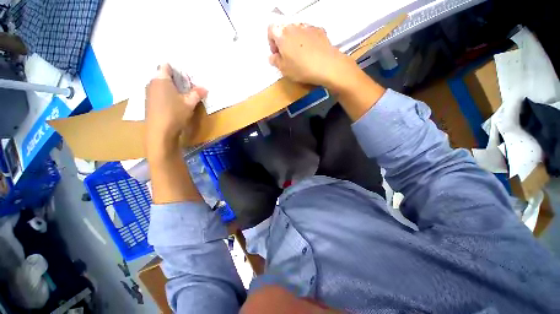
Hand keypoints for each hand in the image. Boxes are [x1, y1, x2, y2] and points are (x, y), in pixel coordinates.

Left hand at [145, 64, 206, 158]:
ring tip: (183, 92)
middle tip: (188, 83)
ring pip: (160, 84)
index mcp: (161, 79)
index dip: (176, 68)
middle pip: (162, 75)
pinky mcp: (149, 103)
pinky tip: (174, 101)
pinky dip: (166, 94)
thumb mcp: (189, 103)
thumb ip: (196, 94)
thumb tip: (204, 88)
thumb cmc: (174, 113)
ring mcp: (149, 93)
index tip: (186, 73)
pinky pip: (158, 93)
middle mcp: (152, 83)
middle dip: (175, 78)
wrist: (160, 132)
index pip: (166, 66)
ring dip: (171, 87)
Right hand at [267, 23, 357, 89]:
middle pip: (284, 30)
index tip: (276, 54)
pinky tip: (311, 52)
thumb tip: (272, 57)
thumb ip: (275, 61)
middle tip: (287, 56)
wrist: (326, 65)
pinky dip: (307, 40)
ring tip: (300, 55)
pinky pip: (309, 33)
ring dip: (295, 41)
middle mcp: (294, 26)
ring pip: (297, 31)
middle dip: (283, 42)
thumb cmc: (301, 68)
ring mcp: (308, 26)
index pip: (270, 30)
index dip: (271, 42)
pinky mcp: (319, 30)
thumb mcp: (284, 70)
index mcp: (282, 34)